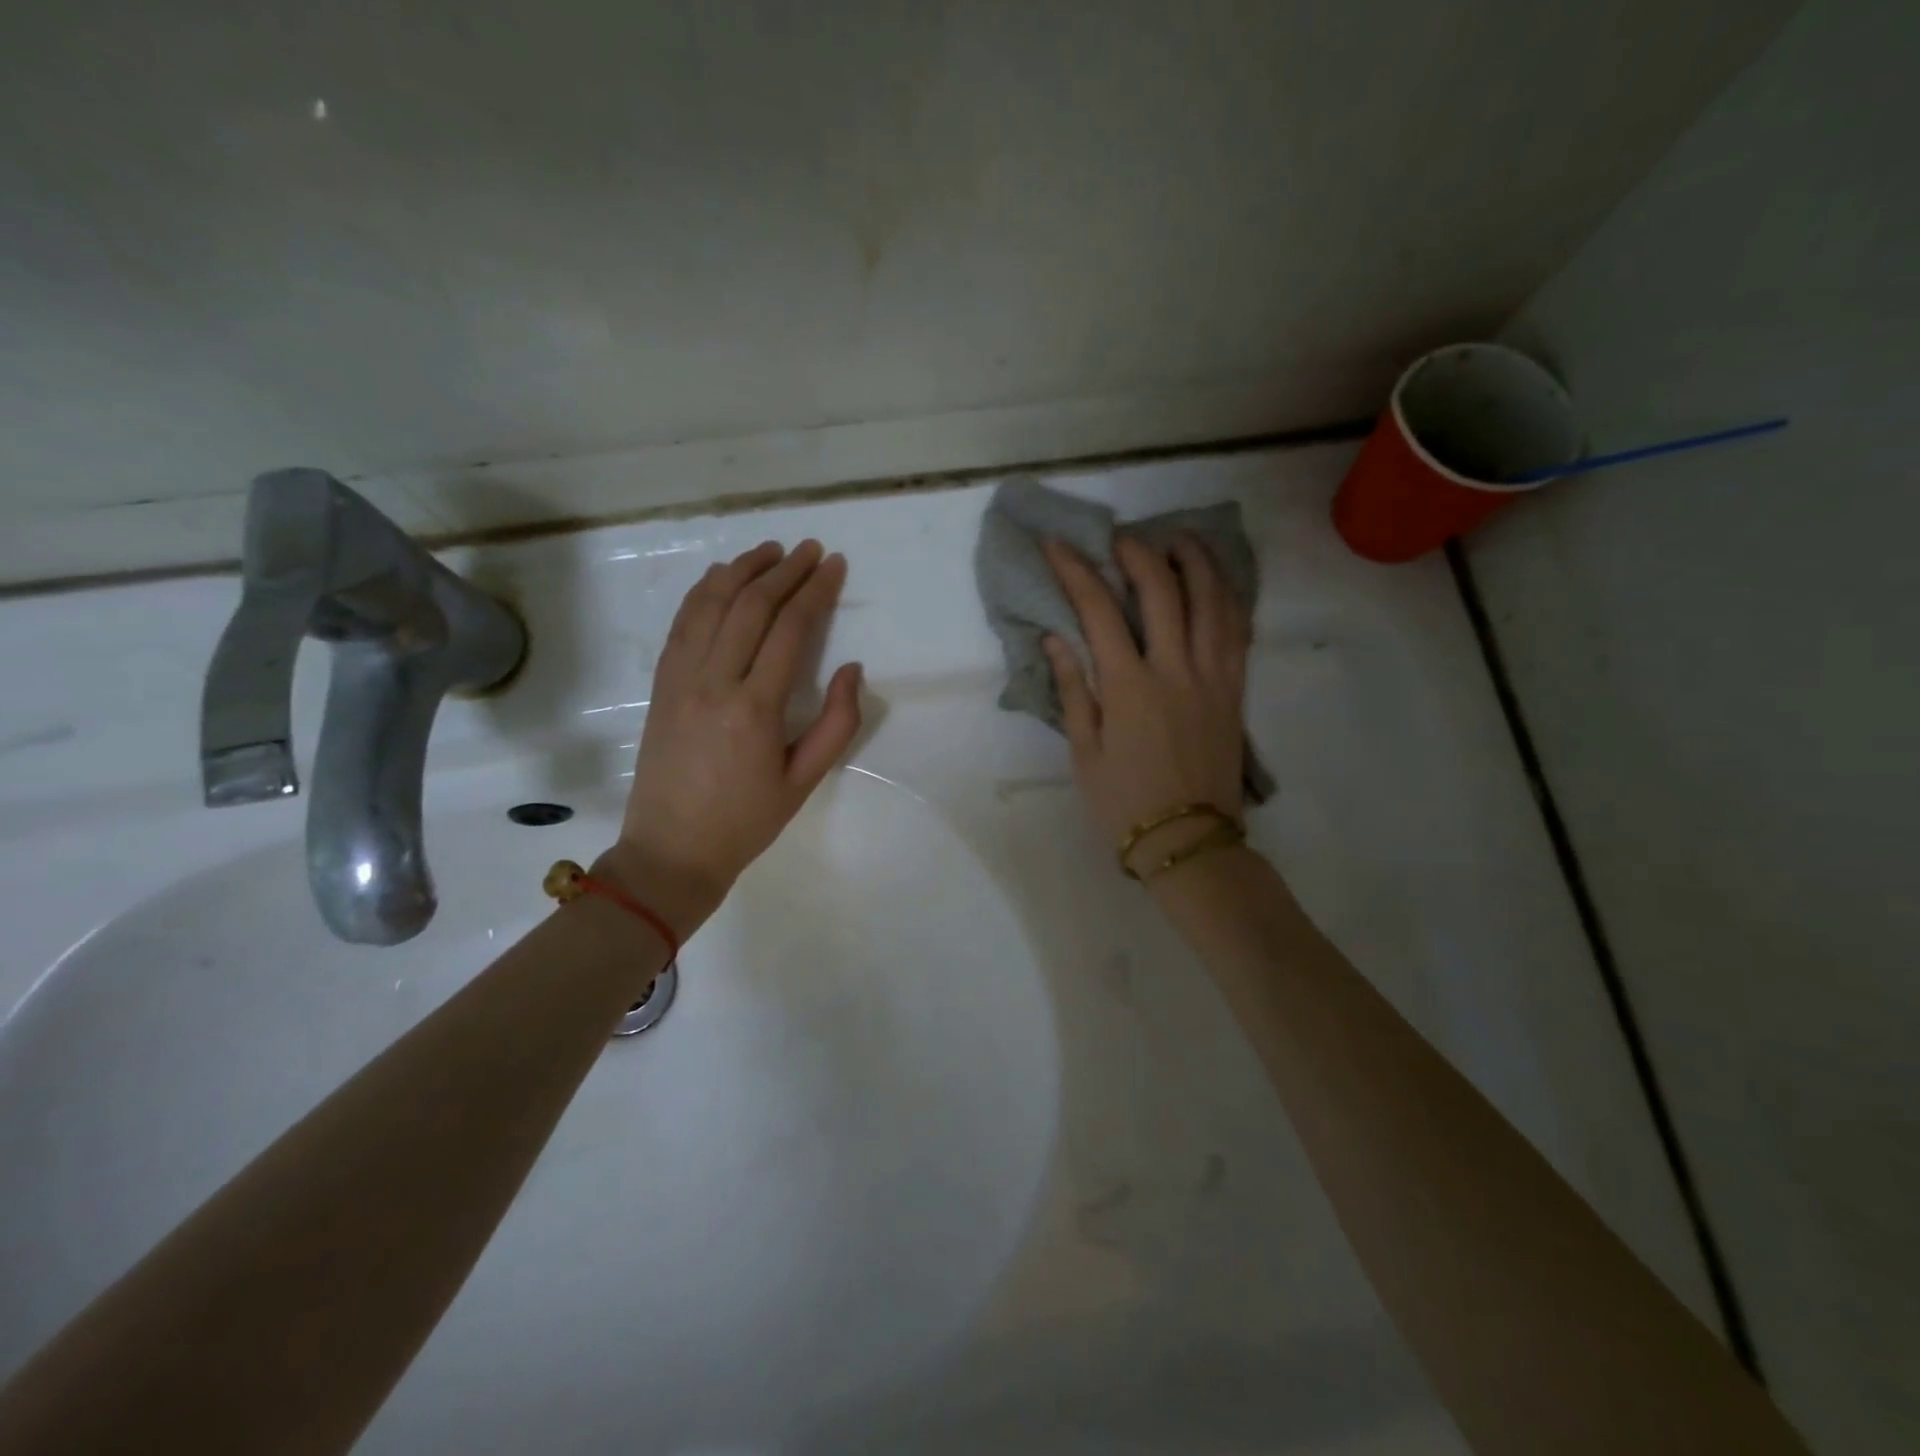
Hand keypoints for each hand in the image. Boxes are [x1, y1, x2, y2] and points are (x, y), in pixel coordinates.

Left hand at [598, 540, 861, 938]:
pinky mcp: (661, 684)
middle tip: (811, 550)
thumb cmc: (746, 822)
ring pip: (711, 604)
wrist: (670, 851)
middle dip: (785, 571)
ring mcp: (680, 678)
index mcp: (755, 708)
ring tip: (770, 550)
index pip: (790, 629)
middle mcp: (714, 681)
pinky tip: (722, 577)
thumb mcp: (805, 781)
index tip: (834, 565)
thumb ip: (837, 723)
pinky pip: (683, 623)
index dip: (815, 591)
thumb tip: (850, 668)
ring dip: (742, 570)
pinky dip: (704, 591)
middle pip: (751, 605)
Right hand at [1042, 535, 1249, 874]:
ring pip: (1212, 600)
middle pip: (1162, 590)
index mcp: (1129, 687)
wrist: (1188, 840)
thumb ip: (1073, 690)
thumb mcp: (1084, 751)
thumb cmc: (1124, 801)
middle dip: (1137, 552)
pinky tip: (1217, 583)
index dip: (1075, 570)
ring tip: (1179, 539)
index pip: (1099, 610)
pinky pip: (1237, 630)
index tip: (1056, 544)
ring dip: (1195, 561)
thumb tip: (1057, 638)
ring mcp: (1213, 676)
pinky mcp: (1235, 689)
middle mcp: (1175, 669)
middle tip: (1120, 536)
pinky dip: (1228, 597)